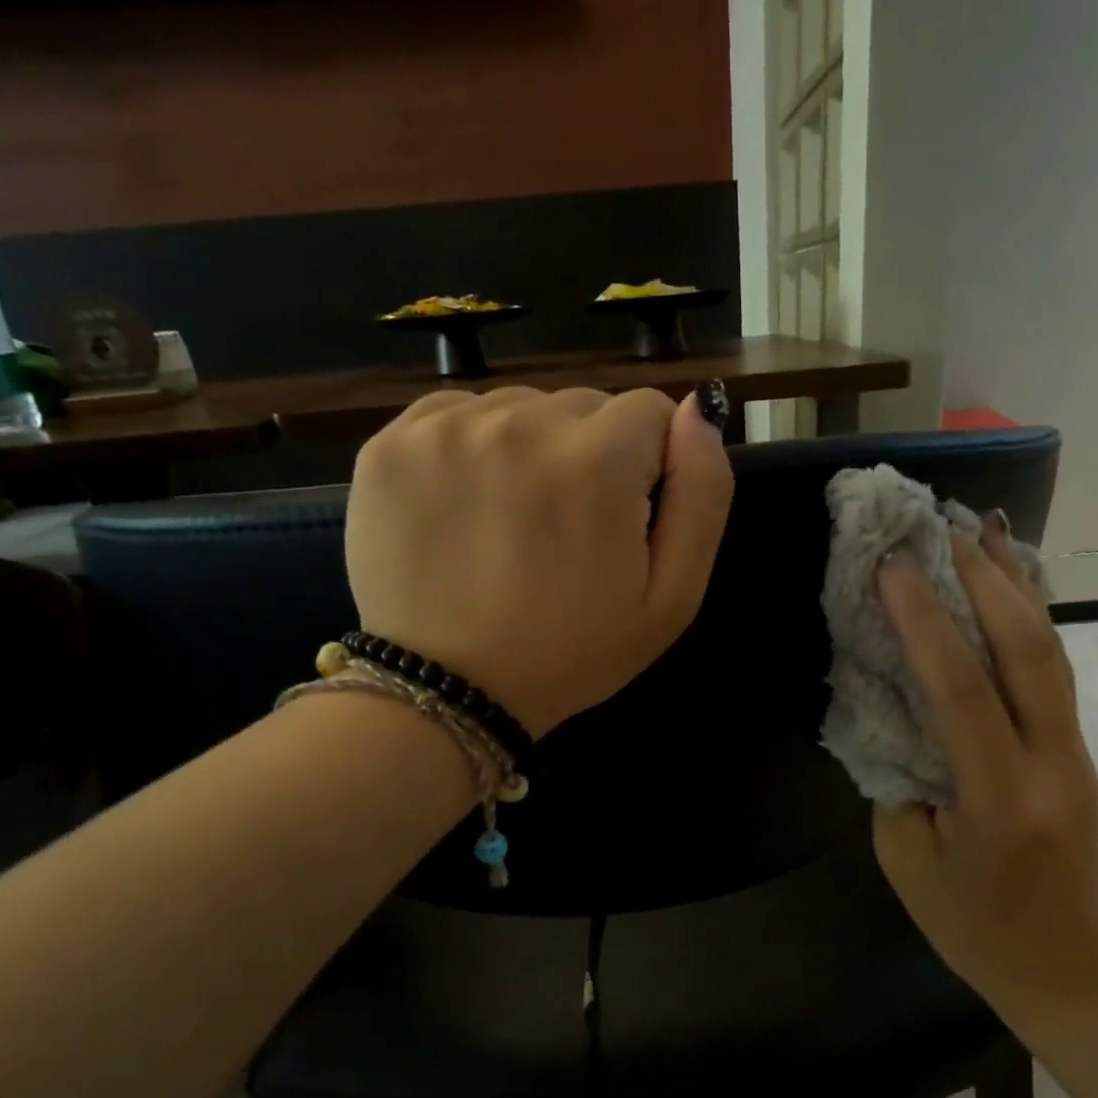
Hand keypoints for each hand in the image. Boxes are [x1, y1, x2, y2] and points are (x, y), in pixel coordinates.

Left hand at [345, 386, 733, 736]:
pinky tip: (468, 507)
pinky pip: (458, 415)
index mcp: (596, 462)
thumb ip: (704, 496)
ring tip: (513, 523)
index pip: (649, 411)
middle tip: (566, 531)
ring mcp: (447, 429)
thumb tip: (699, 410)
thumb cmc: (572, 653)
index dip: (648, 466)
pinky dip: (473, 449)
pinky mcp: (393, 443)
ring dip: (531, 450)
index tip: (622, 519)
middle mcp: (520, 424)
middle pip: (583, 406)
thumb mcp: (671, 599)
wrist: (449, 691)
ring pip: (521, 407)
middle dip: (591, 455)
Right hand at [872, 520, 1097, 1024]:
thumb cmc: (974, 928)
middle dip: (981, 577)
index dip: (922, 620)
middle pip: (1027, 649)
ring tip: (980, 526)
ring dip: (1012, 582)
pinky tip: (1010, 580)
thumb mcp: (906, 859)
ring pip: (1049, 649)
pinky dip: (1027, 614)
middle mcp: (1050, 761)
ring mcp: (1073, 751)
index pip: (959, 689)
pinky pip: (1051, 668)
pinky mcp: (1075, 748)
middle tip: (937, 523)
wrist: (1072, 970)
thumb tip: (891, 704)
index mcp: (998, 798)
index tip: (890, 564)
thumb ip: (897, 773)